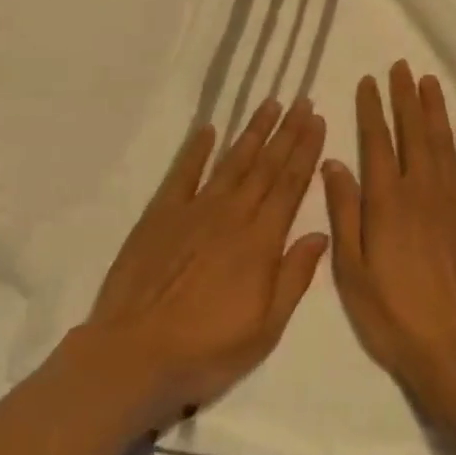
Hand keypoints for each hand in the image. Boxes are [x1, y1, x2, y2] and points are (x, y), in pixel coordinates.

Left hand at [85, 100, 329, 428]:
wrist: (134, 354)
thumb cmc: (206, 350)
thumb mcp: (265, 330)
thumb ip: (294, 277)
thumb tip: (321, 233)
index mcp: (260, 241)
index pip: (290, 185)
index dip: (305, 151)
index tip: (318, 120)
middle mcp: (231, 214)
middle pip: (265, 165)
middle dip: (287, 131)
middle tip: (303, 100)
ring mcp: (194, 210)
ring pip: (231, 161)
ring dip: (252, 132)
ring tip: (270, 104)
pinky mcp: (161, 214)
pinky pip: (183, 173)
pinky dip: (196, 149)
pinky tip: (208, 129)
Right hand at [322, 62, 455, 398]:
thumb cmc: (394, 315)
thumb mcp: (352, 271)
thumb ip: (344, 212)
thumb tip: (333, 162)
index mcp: (386, 202)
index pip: (376, 142)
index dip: (372, 109)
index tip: (369, 81)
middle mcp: (421, 190)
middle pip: (412, 132)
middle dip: (405, 97)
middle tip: (402, 67)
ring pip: (444, 142)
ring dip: (435, 109)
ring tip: (429, 81)